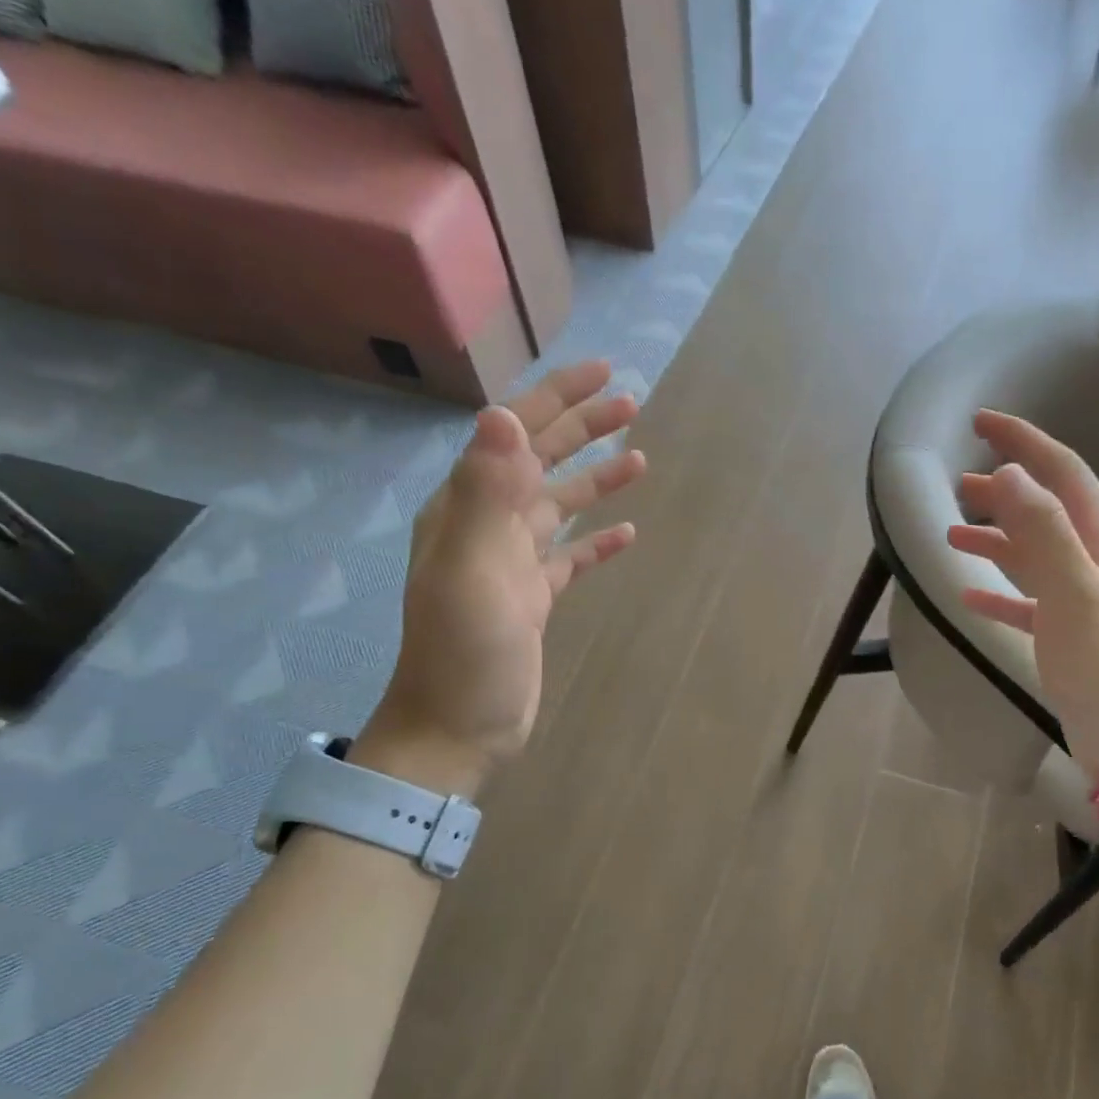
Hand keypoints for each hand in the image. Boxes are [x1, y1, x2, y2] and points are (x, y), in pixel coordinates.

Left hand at [355, 362, 645, 793]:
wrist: (457, 726)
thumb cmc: (464, 651)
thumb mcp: (472, 569)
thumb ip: (486, 492)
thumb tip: (503, 413)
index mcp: (468, 508)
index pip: (514, 434)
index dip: (557, 399)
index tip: (603, 372)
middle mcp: (488, 525)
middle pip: (540, 462)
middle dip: (583, 429)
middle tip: (632, 404)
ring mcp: (512, 563)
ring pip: (559, 507)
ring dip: (596, 480)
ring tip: (641, 460)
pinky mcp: (534, 598)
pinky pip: (570, 557)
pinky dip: (596, 542)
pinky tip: (626, 534)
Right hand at [945, 410, 1098, 781]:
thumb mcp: (1075, 592)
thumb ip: (1043, 530)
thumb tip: (1008, 475)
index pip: (1063, 473)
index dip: (1024, 443)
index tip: (983, 422)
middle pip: (1046, 510)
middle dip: (1003, 491)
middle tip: (957, 482)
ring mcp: (1087, 602)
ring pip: (1035, 554)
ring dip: (996, 539)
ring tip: (951, 534)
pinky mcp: (1072, 638)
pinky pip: (1030, 601)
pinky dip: (1001, 591)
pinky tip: (970, 595)